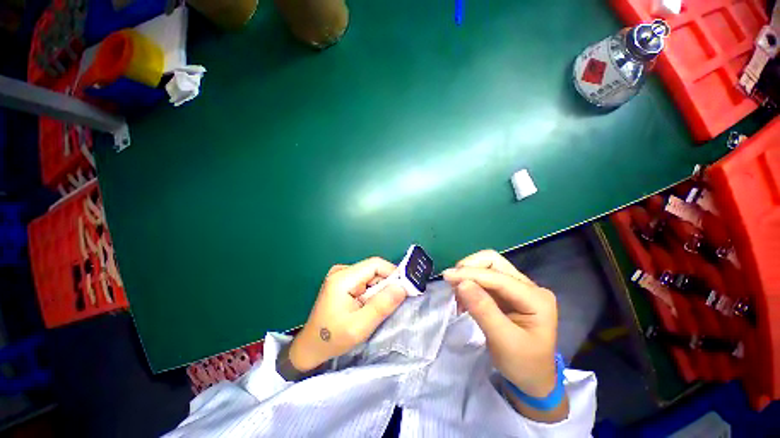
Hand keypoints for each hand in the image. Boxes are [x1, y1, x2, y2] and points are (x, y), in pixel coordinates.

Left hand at [289, 257, 406, 371]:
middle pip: (373, 269)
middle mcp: (341, 271)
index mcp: (343, 278)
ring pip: (370, 275)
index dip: (393, 273)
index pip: (375, 264)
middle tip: (390, 304)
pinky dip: (371, 291)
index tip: (404, 289)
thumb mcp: (360, 326)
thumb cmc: (333, 338)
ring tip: (374, 308)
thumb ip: (382, 305)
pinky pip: (364, 280)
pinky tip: (366, 306)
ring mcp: (341, 274)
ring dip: (378, 290)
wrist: (310, 347)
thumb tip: (402, 287)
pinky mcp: (342, 281)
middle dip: (385, 285)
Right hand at [443, 250, 566, 421]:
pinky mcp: (506, 292)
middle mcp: (529, 286)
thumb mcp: (503, 341)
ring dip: (468, 275)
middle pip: (494, 262)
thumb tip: (461, 283)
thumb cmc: (523, 364)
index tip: (447, 276)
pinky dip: (470, 282)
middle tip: (452, 282)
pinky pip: (484, 278)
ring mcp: (517, 287)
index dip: (471, 274)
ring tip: (456, 293)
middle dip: (470, 268)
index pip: (499, 277)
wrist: (533, 379)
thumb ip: (483, 310)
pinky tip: (463, 297)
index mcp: (536, 298)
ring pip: (487, 267)